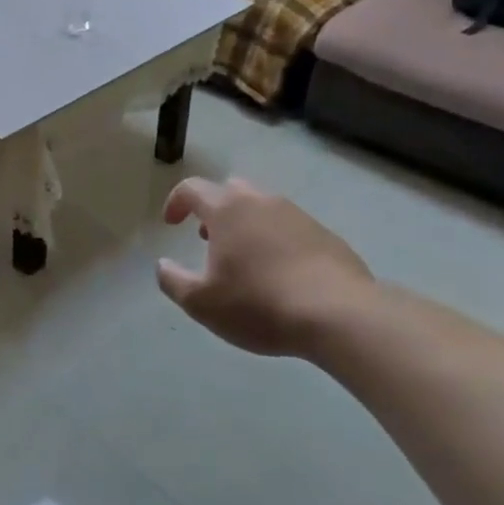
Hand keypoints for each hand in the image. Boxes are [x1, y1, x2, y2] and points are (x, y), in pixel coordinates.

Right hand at [156, 177, 374, 357]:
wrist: (341, 316)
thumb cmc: (259, 304)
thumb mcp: (201, 302)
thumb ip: (173, 280)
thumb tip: (163, 265)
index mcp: (227, 210)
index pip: (192, 189)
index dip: (176, 202)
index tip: (171, 224)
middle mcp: (262, 202)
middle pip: (231, 190)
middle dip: (214, 209)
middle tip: (208, 238)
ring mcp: (299, 216)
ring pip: (264, 208)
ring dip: (247, 225)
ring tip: (244, 259)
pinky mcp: (327, 236)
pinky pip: (291, 228)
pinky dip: (277, 241)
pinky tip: (280, 274)